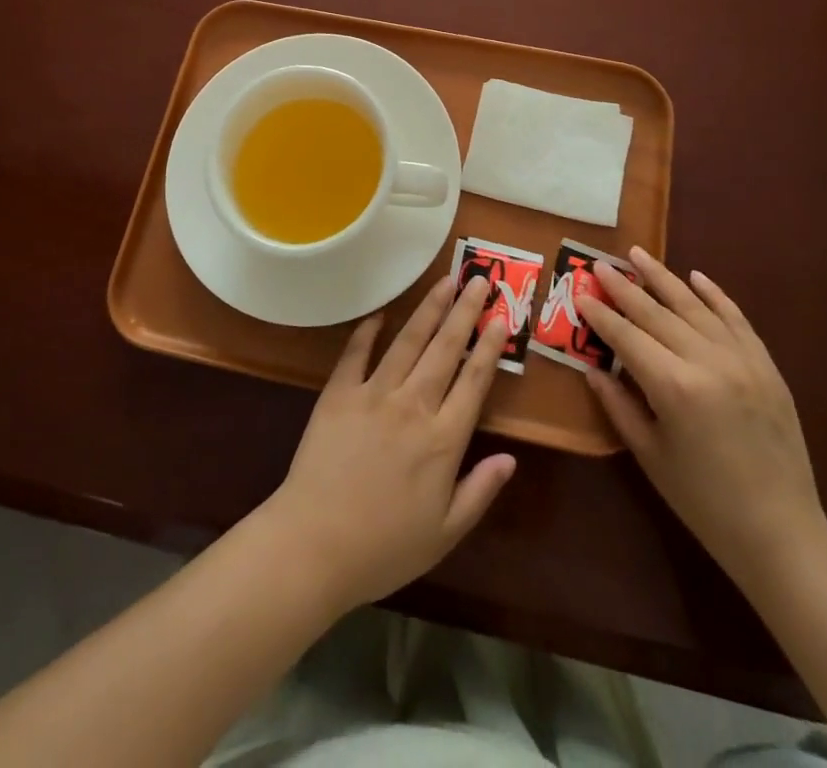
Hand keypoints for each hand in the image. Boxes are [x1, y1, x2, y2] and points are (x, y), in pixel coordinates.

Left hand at [261, 274, 517, 614]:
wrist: (315, 544)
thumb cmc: (384, 547)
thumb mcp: (445, 533)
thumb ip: (480, 491)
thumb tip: (511, 458)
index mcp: (443, 440)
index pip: (473, 381)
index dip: (489, 348)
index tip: (502, 318)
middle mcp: (413, 406)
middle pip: (445, 349)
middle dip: (465, 311)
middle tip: (480, 279)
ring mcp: (374, 394)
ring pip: (408, 341)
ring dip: (429, 309)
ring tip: (445, 281)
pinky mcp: (339, 393)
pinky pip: (356, 353)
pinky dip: (368, 330)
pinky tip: (381, 312)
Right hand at [582, 249, 826, 586]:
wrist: (782, 534)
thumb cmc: (704, 502)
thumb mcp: (650, 455)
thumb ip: (618, 405)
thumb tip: (592, 367)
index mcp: (674, 387)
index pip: (626, 336)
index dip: (600, 314)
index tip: (580, 292)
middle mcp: (707, 362)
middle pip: (656, 312)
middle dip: (624, 287)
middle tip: (599, 264)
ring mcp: (742, 360)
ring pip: (695, 306)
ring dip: (663, 278)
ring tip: (637, 254)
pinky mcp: (766, 366)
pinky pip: (736, 319)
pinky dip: (715, 295)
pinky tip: (696, 277)